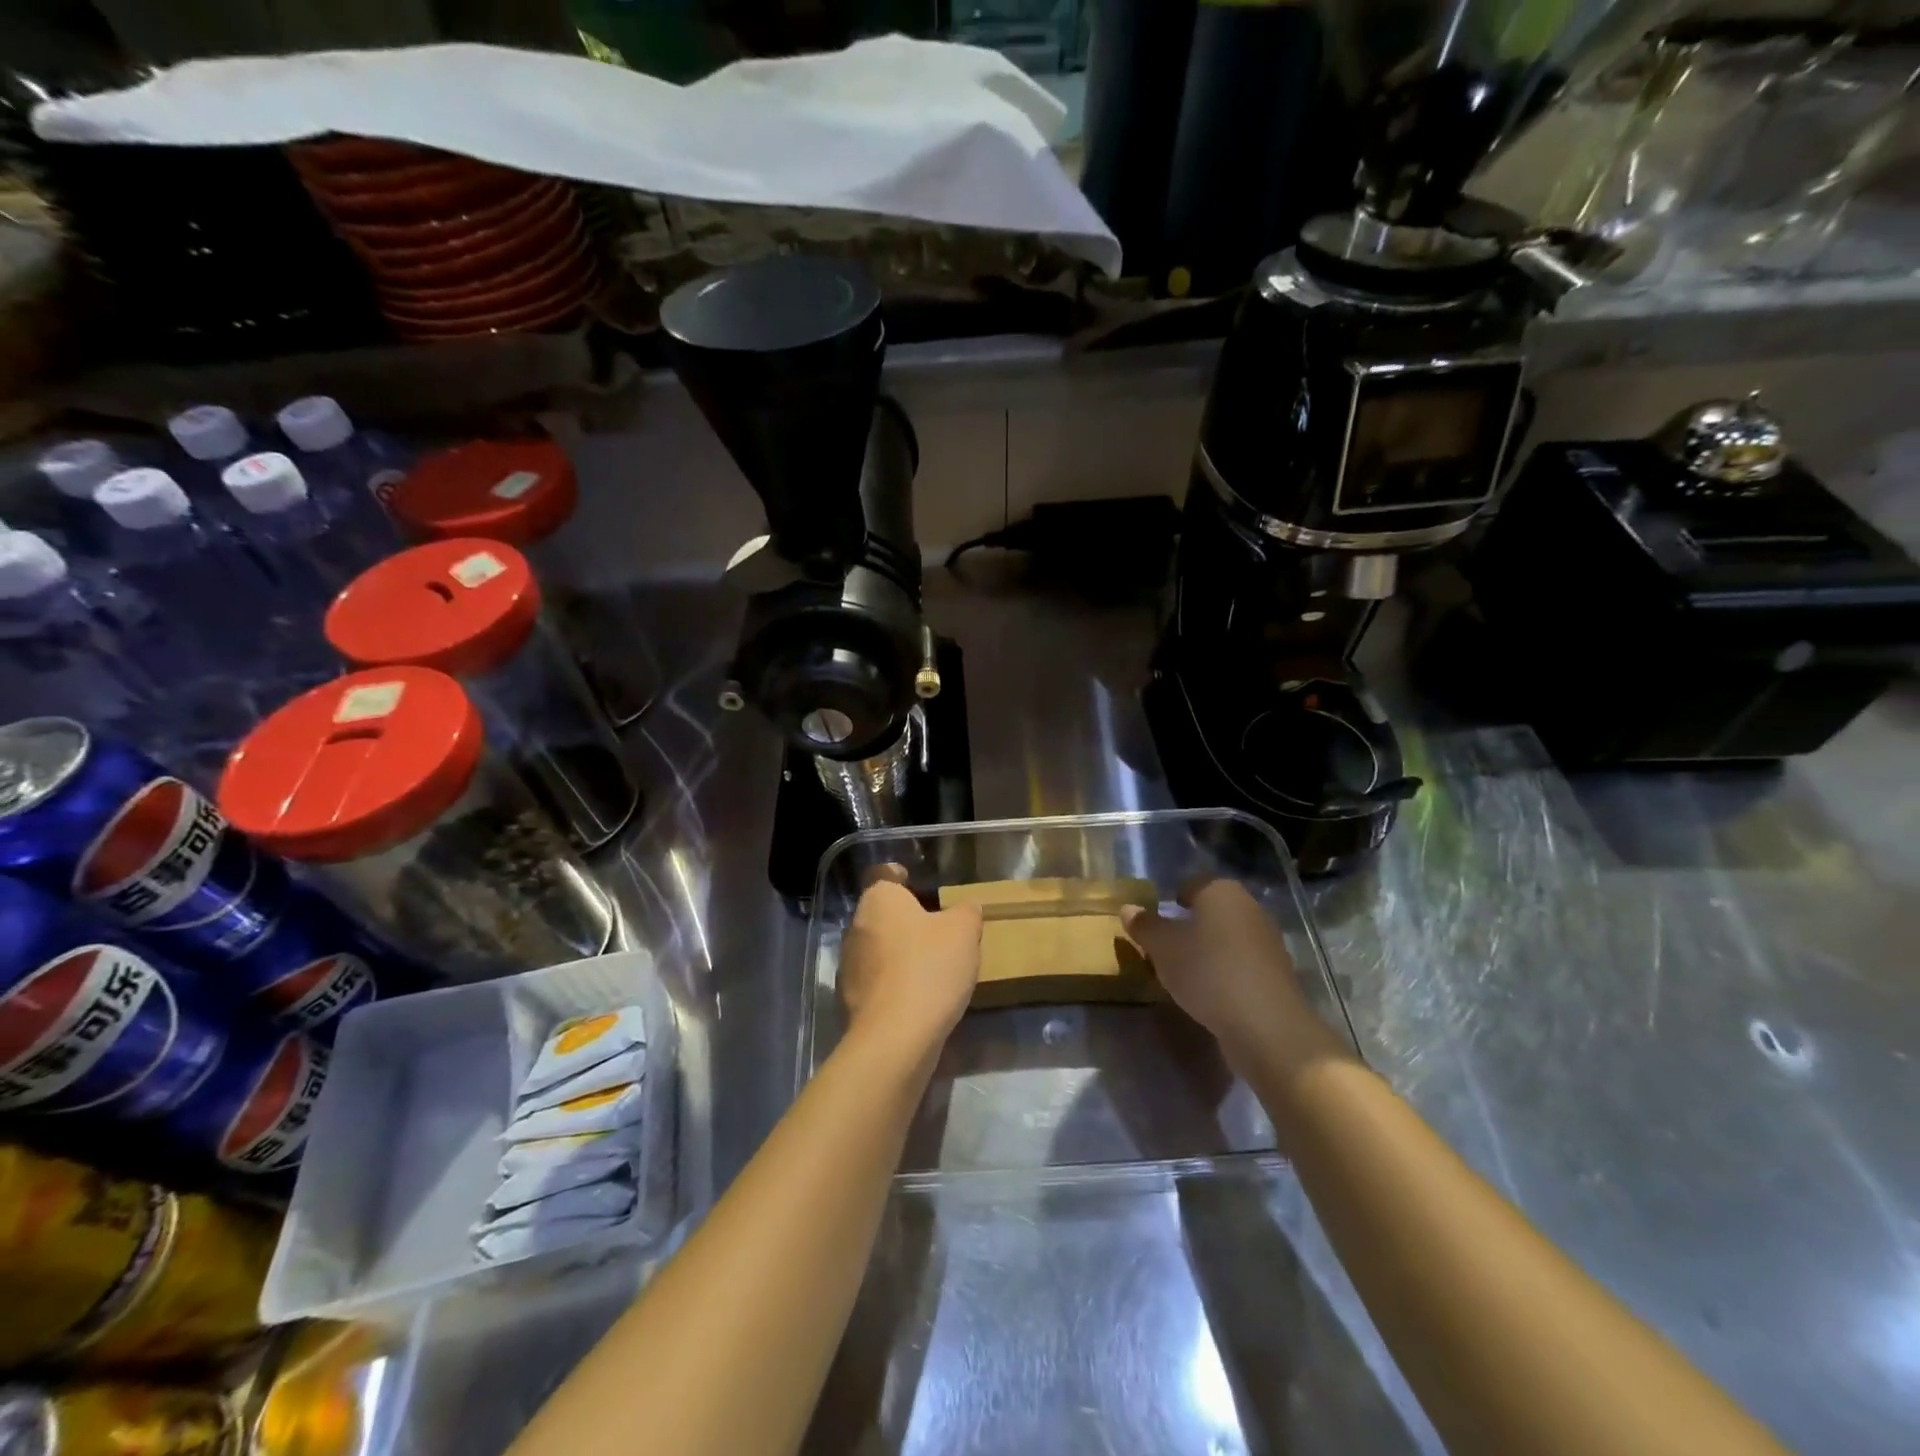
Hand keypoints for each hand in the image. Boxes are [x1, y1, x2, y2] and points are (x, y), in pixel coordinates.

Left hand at [838, 876, 981, 1059]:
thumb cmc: (929, 968)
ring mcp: (849, 966)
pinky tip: (919, 999)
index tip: (917, 884)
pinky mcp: (850, 1000)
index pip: (885, 875)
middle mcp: (856, 926)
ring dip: (899, 954)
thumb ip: (966, 912)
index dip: (901, 877)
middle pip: (882, 914)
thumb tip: (965, 908)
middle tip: (938, 931)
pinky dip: (895, 985)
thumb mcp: (964, 931)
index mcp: (879, 900)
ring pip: (878, 949)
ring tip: (932, 969)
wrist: (895, 1038)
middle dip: (905, 921)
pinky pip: (877, 982)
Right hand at [1121, 880, 1346, 1079]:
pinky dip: (1224, 971)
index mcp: (1221, 891)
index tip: (1154, 924)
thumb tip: (1128, 908)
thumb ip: (1144, 926)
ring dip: (1207, 950)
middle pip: (1210, 911)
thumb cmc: (1207, 972)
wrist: (1266, 1025)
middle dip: (1188, 927)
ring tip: (1183, 974)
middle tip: (1163, 949)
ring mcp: (1267, 940)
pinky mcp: (1277, 972)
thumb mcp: (1162, 948)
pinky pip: (1240, 963)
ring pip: (1226, 938)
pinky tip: (1210, 993)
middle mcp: (1249, 907)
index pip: (1191, 884)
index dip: (1170, 901)